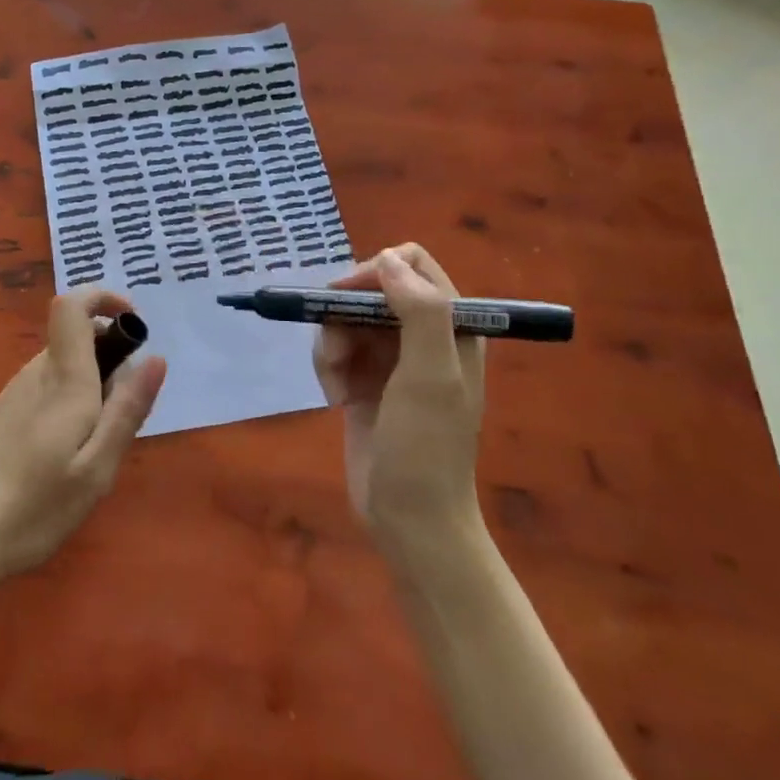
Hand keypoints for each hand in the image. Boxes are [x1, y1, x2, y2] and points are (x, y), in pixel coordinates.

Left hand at [0, 288, 165, 591]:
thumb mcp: (96, 468)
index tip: (134, 324)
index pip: (72, 306)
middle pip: (75, 337)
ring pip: (63, 365)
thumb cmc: (34, 508)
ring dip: (91, 383)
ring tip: (93, 447)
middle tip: (122, 416)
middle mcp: (35, 374)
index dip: (103, 298)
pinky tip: (63, 455)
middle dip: (110, 356)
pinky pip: (45, 387)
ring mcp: (13, 392)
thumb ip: (127, 409)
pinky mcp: (1, 414)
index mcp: (63, 379)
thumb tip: (156, 358)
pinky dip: (68, 401)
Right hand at [312, 244, 485, 564]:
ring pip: (346, 319)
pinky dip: (328, 368)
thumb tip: (387, 259)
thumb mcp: (431, 377)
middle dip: (345, 314)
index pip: (413, 265)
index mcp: (451, 326)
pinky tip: (335, 400)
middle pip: (371, 290)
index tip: (347, 298)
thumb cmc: (427, 448)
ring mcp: (391, 359)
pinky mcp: (365, 381)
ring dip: (332, 345)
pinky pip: (335, 350)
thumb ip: (419, 311)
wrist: (410, 520)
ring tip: (337, 385)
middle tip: (337, 351)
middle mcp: (422, 335)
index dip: (376, 271)